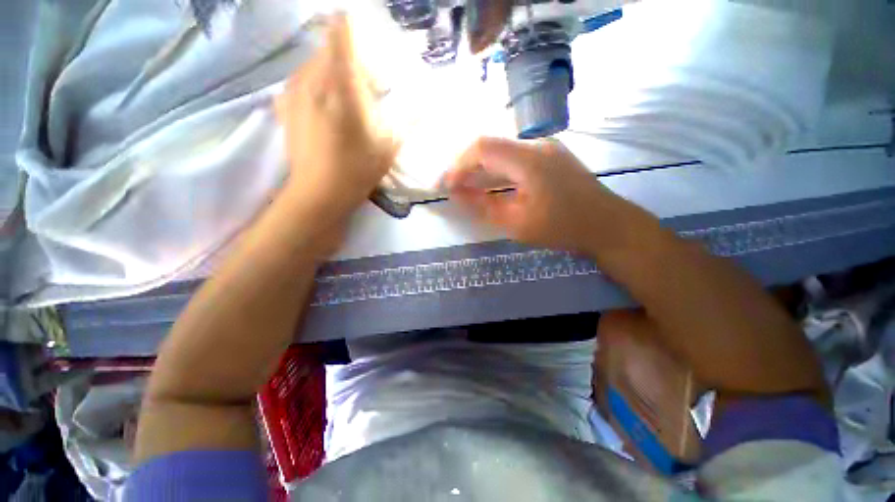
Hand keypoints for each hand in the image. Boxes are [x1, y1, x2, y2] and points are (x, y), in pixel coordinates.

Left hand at [274, 15, 396, 227]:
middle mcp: (312, 78)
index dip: (353, 28)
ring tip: (346, 102)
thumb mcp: (389, 146)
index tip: (367, 44)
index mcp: (341, 83)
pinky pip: (301, 81)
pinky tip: (326, 109)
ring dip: (332, 74)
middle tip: (366, 88)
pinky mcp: (284, 106)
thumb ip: (406, 119)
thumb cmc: (357, 169)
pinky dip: (316, 86)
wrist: (319, 194)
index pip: (341, 32)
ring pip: (314, 64)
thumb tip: (424, 104)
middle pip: (329, 49)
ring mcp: (293, 91)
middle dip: (349, 60)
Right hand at [442, 137, 624, 252]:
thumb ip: (484, 206)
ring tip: (466, 187)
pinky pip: (514, 157)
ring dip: (480, 168)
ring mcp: (545, 148)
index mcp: (529, 159)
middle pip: (490, 146)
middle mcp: (536, 145)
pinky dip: (496, 170)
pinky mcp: (550, 155)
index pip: (482, 149)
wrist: (608, 225)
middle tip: (452, 187)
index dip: (458, 165)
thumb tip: (456, 194)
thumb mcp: (517, 223)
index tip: (446, 185)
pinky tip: (490, 184)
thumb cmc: (563, 228)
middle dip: (466, 166)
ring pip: (501, 151)